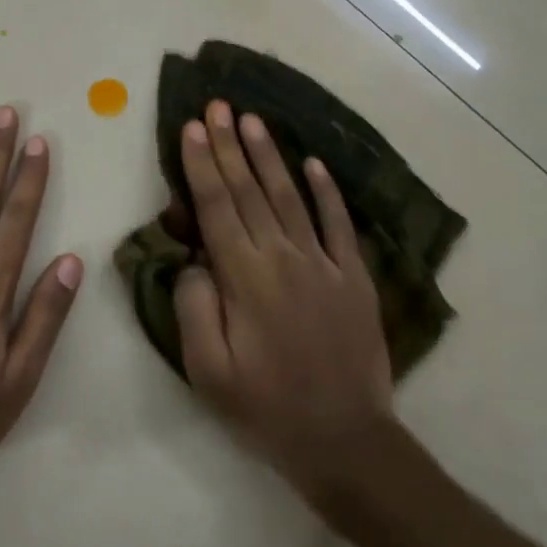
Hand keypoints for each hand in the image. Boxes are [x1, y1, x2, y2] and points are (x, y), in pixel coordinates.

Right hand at [174, 99, 396, 497]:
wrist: (346, 440)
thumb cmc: (266, 408)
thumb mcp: (208, 371)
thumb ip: (194, 307)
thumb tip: (195, 259)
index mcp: (244, 278)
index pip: (216, 206)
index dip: (202, 164)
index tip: (192, 127)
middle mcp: (283, 257)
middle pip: (249, 190)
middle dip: (229, 145)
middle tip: (218, 105)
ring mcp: (323, 263)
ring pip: (290, 196)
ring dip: (269, 155)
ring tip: (253, 120)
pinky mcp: (354, 277)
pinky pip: (339, 224)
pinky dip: (327, 192)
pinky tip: (314, 163)